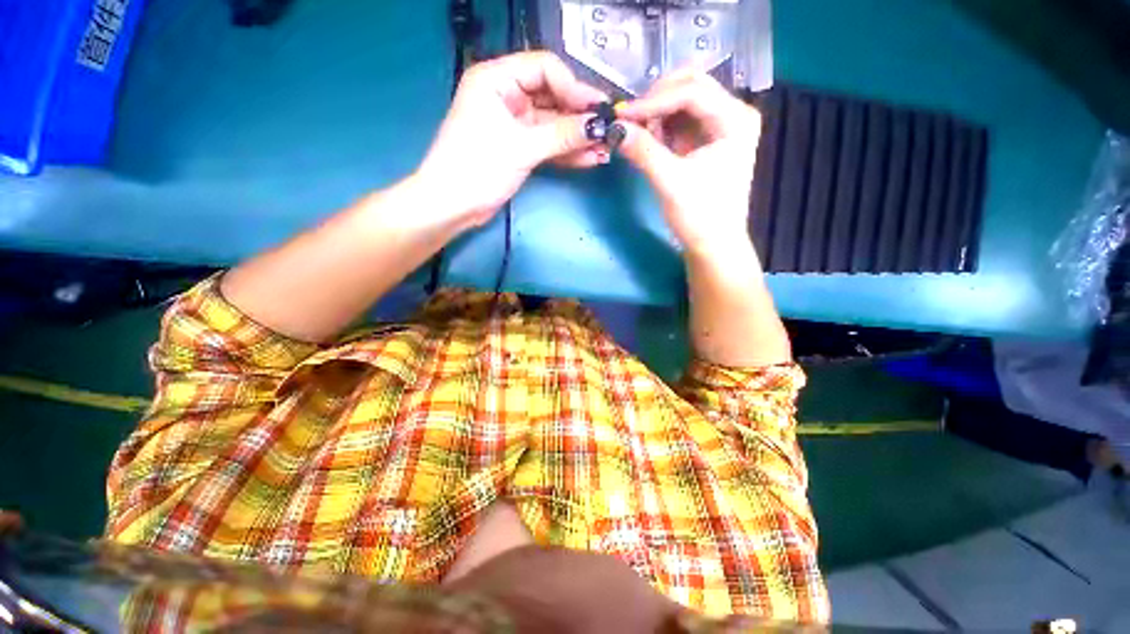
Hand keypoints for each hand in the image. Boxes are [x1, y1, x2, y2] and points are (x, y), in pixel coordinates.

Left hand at [416, 51, 607, 229]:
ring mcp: (514, 124)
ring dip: (577, 137)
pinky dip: (567, 152)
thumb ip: (562, 135)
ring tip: (604, 149)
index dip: (573, 87)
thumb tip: (599, 126)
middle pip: (552, 97)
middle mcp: (507, 95)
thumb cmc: (477, 167)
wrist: (452, 206)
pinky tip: (590, 158)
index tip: (598, 109)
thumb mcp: (521, 147)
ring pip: (553, 124)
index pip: (544, 69)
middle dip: (580, 117)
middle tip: (608, 130)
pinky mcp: (519, 147)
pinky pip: (548, 144)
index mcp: (497, 79)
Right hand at [616, 70, 761, 256]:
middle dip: (656, 101)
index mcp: (735, 119)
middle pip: (689, 87)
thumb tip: (614, 128)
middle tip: (629, 122)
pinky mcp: (706, 141)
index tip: (623, 116)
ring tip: (638, 136)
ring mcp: (719, 127)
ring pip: (682, 103)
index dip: (654, 100)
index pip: (692, 92)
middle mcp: (732, 114)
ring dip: (657, 114)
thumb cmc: (700, 216)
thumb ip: (643, 152)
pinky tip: (649, 142)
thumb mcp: (670, 183)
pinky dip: (661, 127)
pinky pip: (680, 122)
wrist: (713, 244)